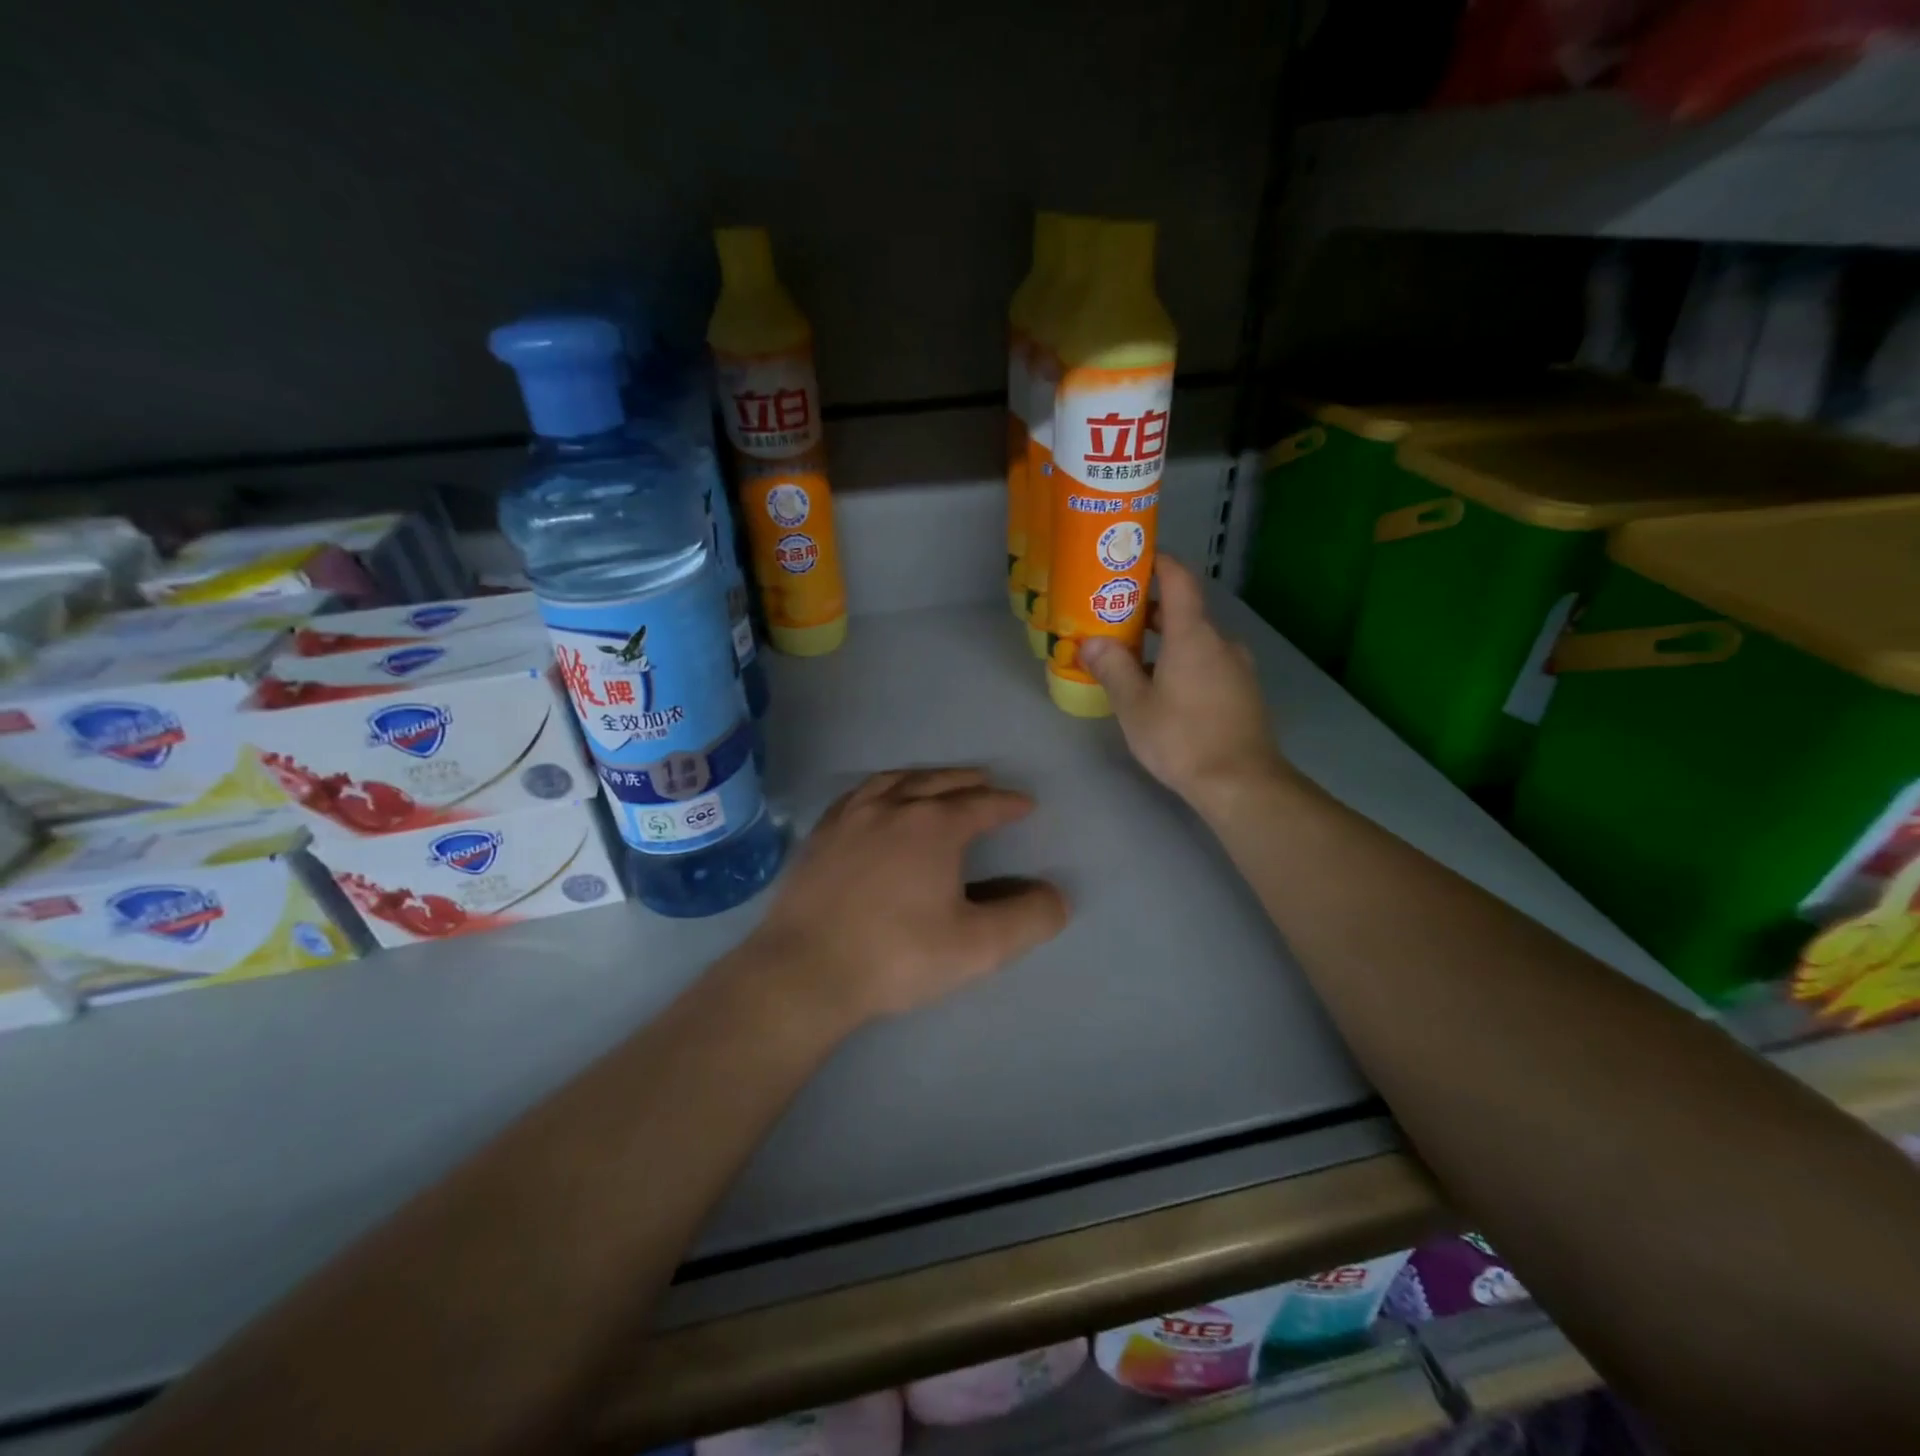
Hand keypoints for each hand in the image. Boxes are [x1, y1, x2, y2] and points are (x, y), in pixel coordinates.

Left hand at [745, 768, 1068, 1026]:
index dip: (1008, 803)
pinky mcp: (820, 835)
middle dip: (968, 781)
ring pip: (895, 781)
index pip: (982, 804)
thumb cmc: (896, 956)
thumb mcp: (977, 947)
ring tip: (937, 782)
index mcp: (934, 826)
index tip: (1026, 805)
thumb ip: (1027, 919)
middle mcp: (892, 807)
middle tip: (985, 783)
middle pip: (939, 782)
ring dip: (924, 777)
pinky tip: (878, 800)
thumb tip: (1056, 897)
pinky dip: (881, 788)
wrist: (805, 971)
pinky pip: (857, 795)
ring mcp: (850, 817)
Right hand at [1080, 556, 1289, 816]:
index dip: (1159, 563)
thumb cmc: (1181, 737)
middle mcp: (1221, 643)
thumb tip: (1091, 643)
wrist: (1241, 783)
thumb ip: (1112, 668)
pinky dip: (1184, 665)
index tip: (1135, 559)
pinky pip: (1209, 665)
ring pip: (1197, 643)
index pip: (1179, 580)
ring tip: (1134, 661)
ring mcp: (1238, 669)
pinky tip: (1163, 692)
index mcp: (1194, 635)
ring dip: (1167, 644)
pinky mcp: (1244, 694)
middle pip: (1185, 613)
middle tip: (1117, 620)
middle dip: (1151, 612)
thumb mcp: (1134, 705)